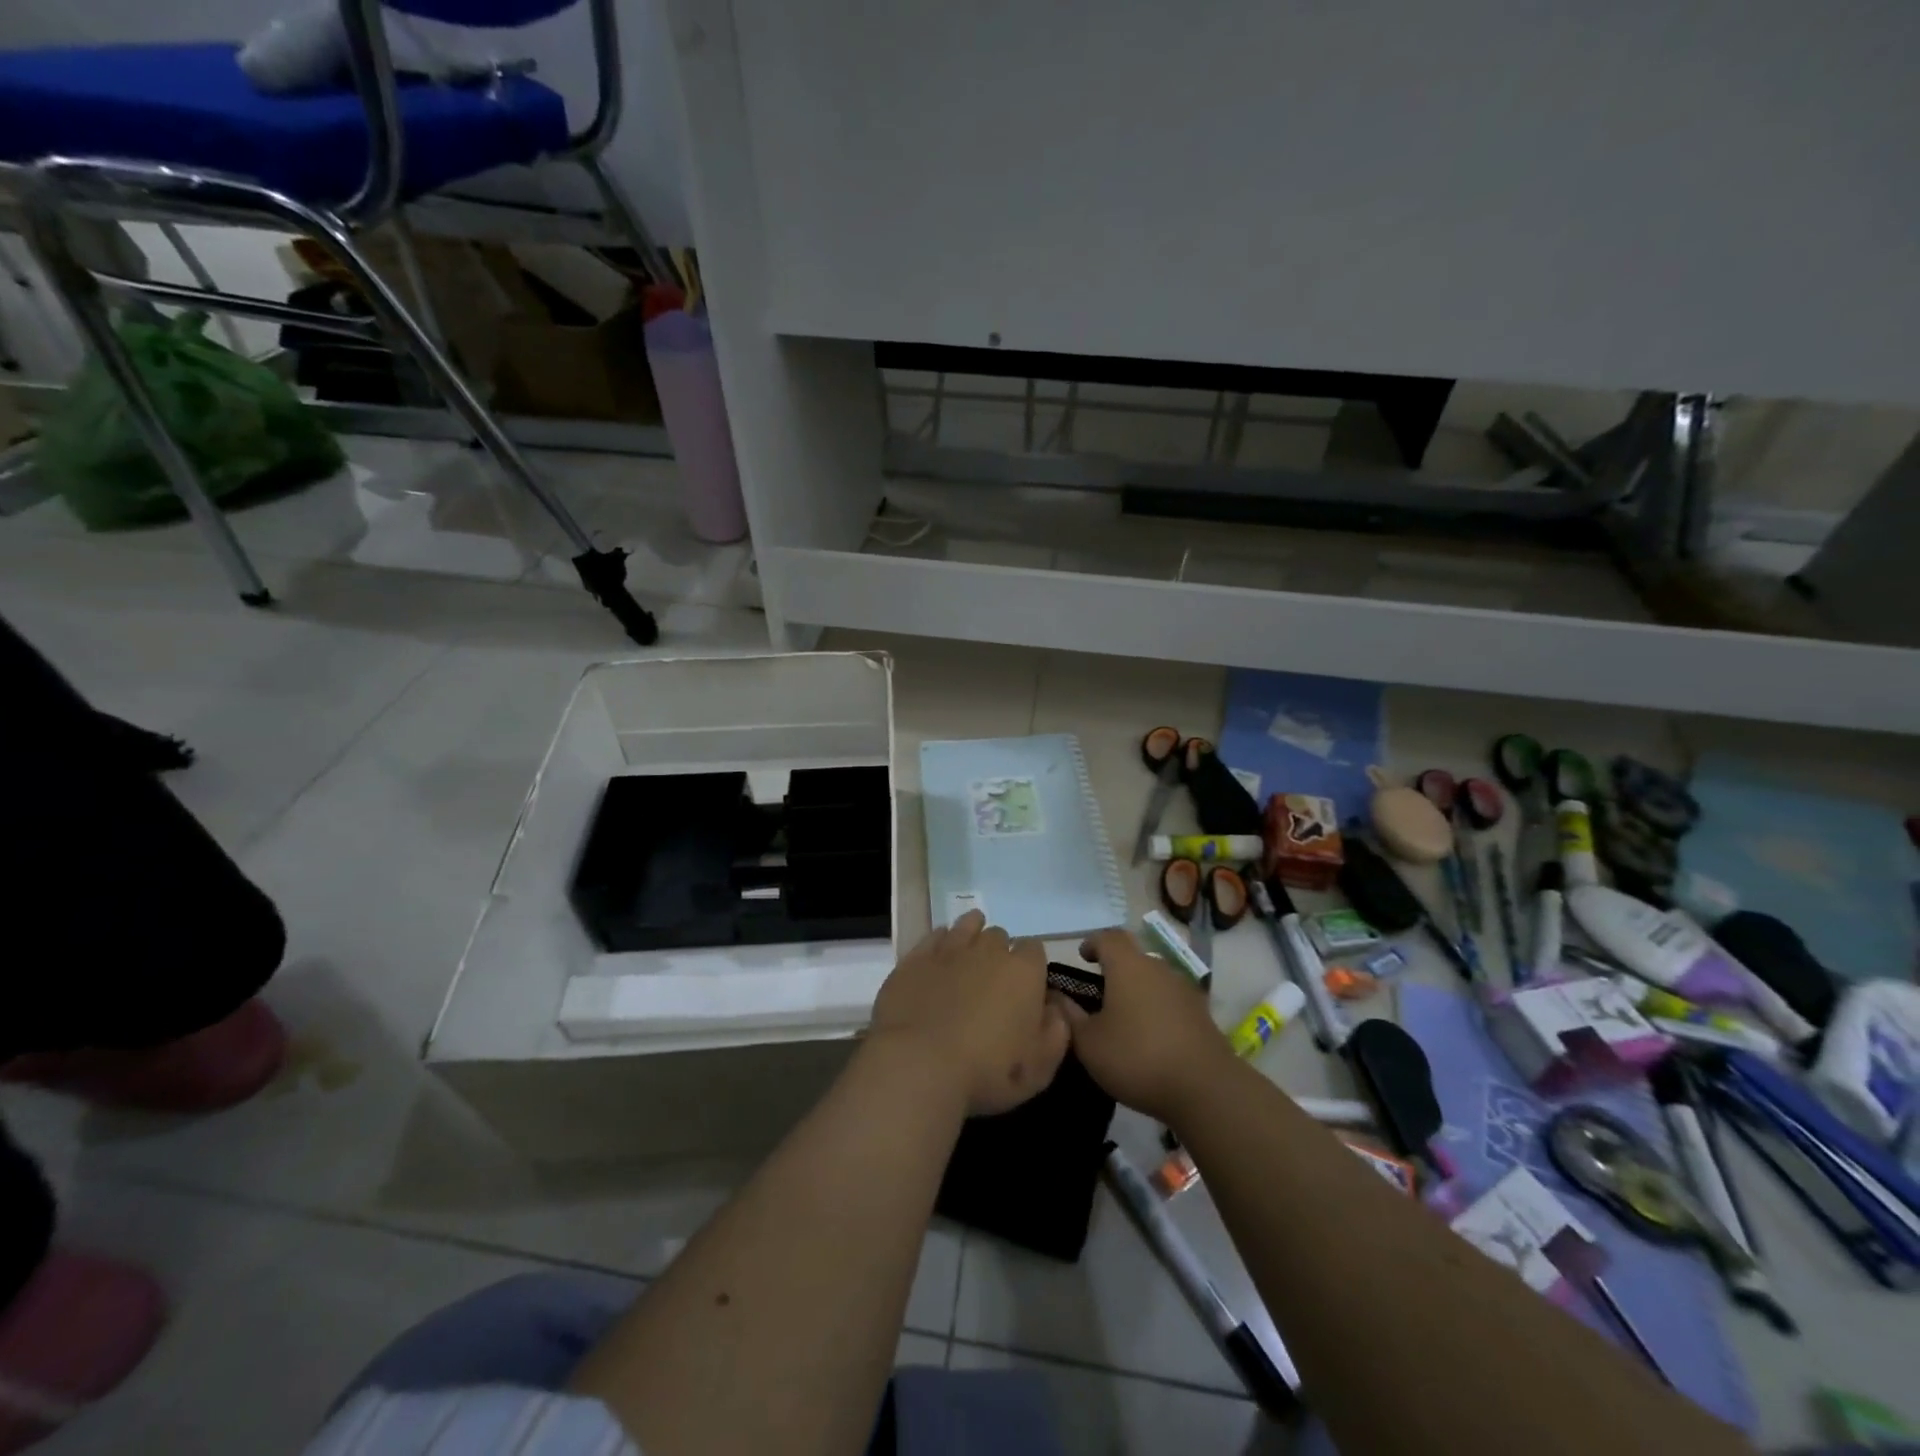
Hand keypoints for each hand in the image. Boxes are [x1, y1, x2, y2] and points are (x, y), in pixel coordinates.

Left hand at [868, 911, 1070, 1115]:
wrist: (919, 1065)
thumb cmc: (987, 1071)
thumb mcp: (1040, 1068)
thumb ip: (1056, 1033)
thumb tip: (1055, 1009)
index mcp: (1024, 972)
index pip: (1035, 949)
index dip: (1031, 966)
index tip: (1025, 988)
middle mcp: (989, 950)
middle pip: (1000, 937)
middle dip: (1000, 953)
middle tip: (992, 982)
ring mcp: (950, 949)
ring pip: (968, 925)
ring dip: (972, 935)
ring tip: (969, 956)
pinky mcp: (917, 957)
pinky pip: (935, 935)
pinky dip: (941, 941)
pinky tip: (940, 957)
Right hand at [1057, 928, 1235, 1122]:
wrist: (1205, 1089)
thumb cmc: (1138, 1057)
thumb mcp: (1089, 1043)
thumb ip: (1068, 1015)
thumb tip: (1055, 995)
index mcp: (1128, 966)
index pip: (1108, 937)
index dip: (1092, 943)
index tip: (1082, 957)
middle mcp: (1158, 968)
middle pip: (1133, 956)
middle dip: (1114, 968)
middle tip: (1098, 992)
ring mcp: (1183, 989)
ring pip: (1153, 978)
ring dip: (1136, 989)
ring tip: (1122, 1017)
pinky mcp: (1201, 1013)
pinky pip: (1170, 1000)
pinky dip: (1156, 1008)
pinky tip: (1149, 1036)